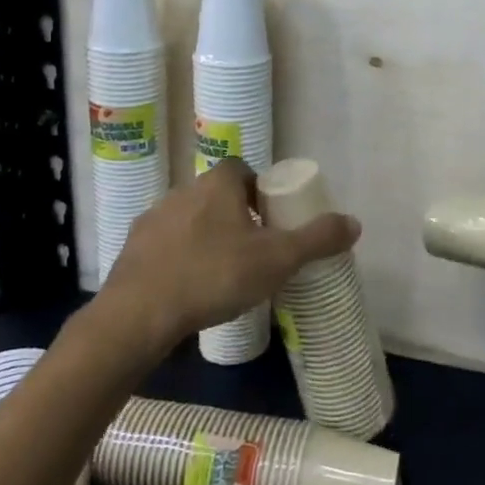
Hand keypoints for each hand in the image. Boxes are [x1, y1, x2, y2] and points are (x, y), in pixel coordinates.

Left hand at [97, 159, 359, 350]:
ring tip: (221, 274)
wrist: (138, 315)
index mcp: (218, 184)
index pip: (244, 170)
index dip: (261, 191)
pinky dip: (178, 260)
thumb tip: (354, 222)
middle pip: (217, 195)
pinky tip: (188, 290)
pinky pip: (165, 247)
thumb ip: (317, 239)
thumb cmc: (214, 276)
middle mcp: (183, 191)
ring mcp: (152, 220)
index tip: (273, 220)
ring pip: (189, 221)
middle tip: (254, 251)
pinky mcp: (131, 250)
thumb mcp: (277, 260)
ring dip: (206, 238)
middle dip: (236, 217)